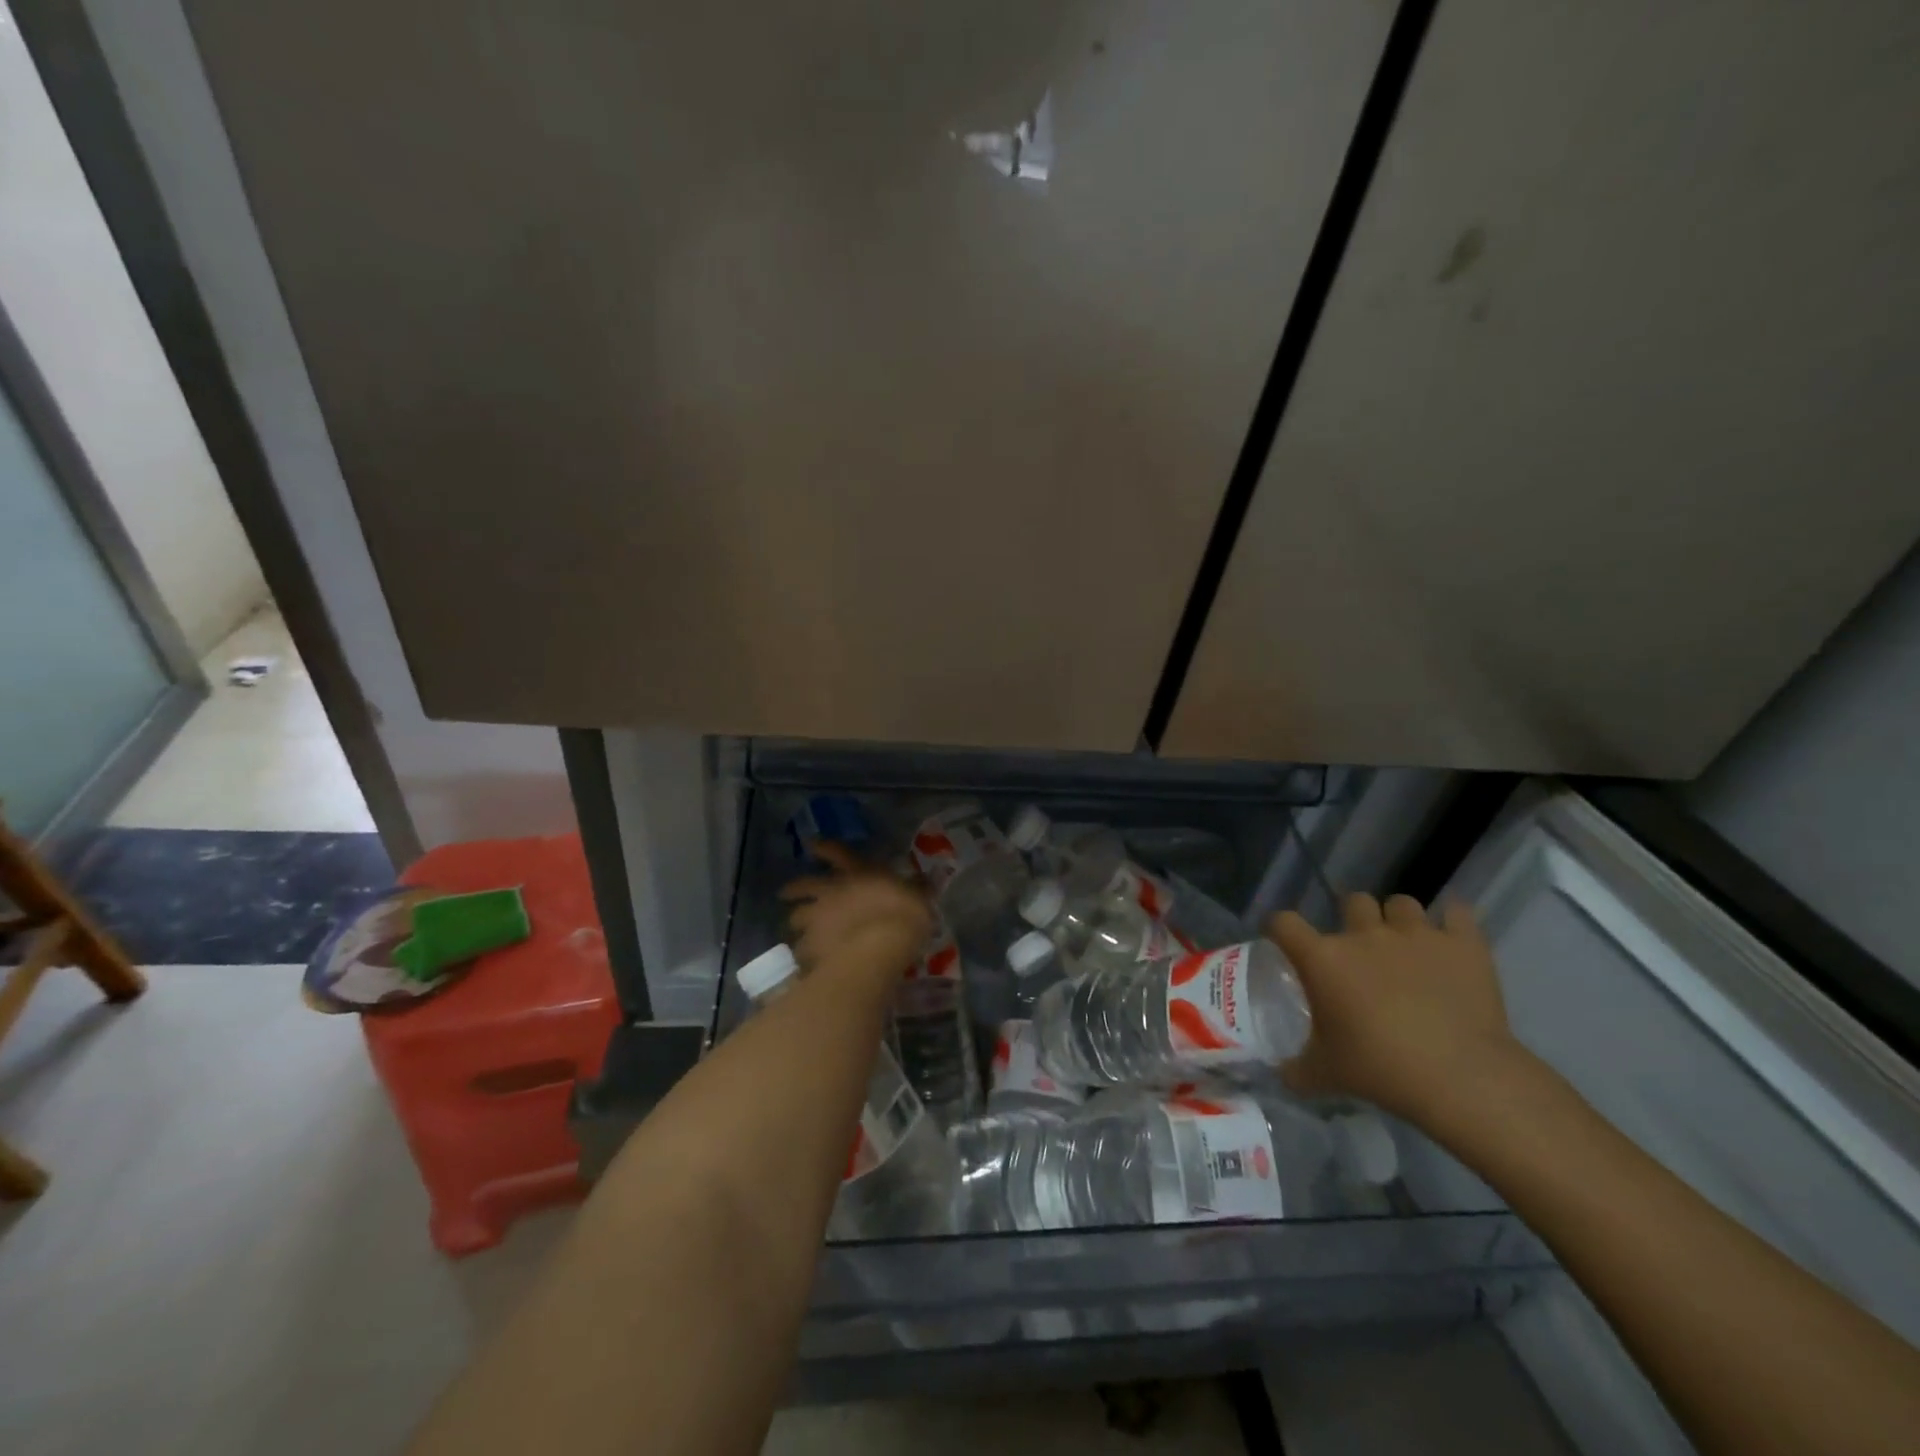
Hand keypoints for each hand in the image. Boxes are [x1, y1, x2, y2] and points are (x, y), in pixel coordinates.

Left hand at [779, 844, 932, 986]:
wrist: (881, 945)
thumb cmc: (904, 913)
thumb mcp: (918, 897)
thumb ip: (919, 889)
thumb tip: (930, 880)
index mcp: (857, 871)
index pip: (836, 852)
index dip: (823, 847)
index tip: (811, 844)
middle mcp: (830, 890)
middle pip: (802, 885)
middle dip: (793, 888)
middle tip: (786, 893)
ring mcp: (816, 918)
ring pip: (795, 918)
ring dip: (797, 922)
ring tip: (799, 931)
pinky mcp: (811, 946)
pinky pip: (802, 950)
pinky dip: (805, 954)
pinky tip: (809, 961)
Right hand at [1266, 893, 1525, 1125]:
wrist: (1461, 1079)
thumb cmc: (1381, 1070)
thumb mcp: (1325, 1075)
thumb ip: (1296, 1068)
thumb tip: (1282, 1073)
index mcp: (1323, 958)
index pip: (1284, 923)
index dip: (1280, 929)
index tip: (1286, 944)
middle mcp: (1365, 935)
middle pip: (1353, 902)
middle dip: (1355, 919)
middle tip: (1361, 951)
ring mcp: (1416, 935)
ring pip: (1402, 904)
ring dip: (1400, 920)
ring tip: (1408, 946)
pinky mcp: (1463, 944)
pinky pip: (1457, 913)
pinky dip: (1453, 923)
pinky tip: (1451, 941)